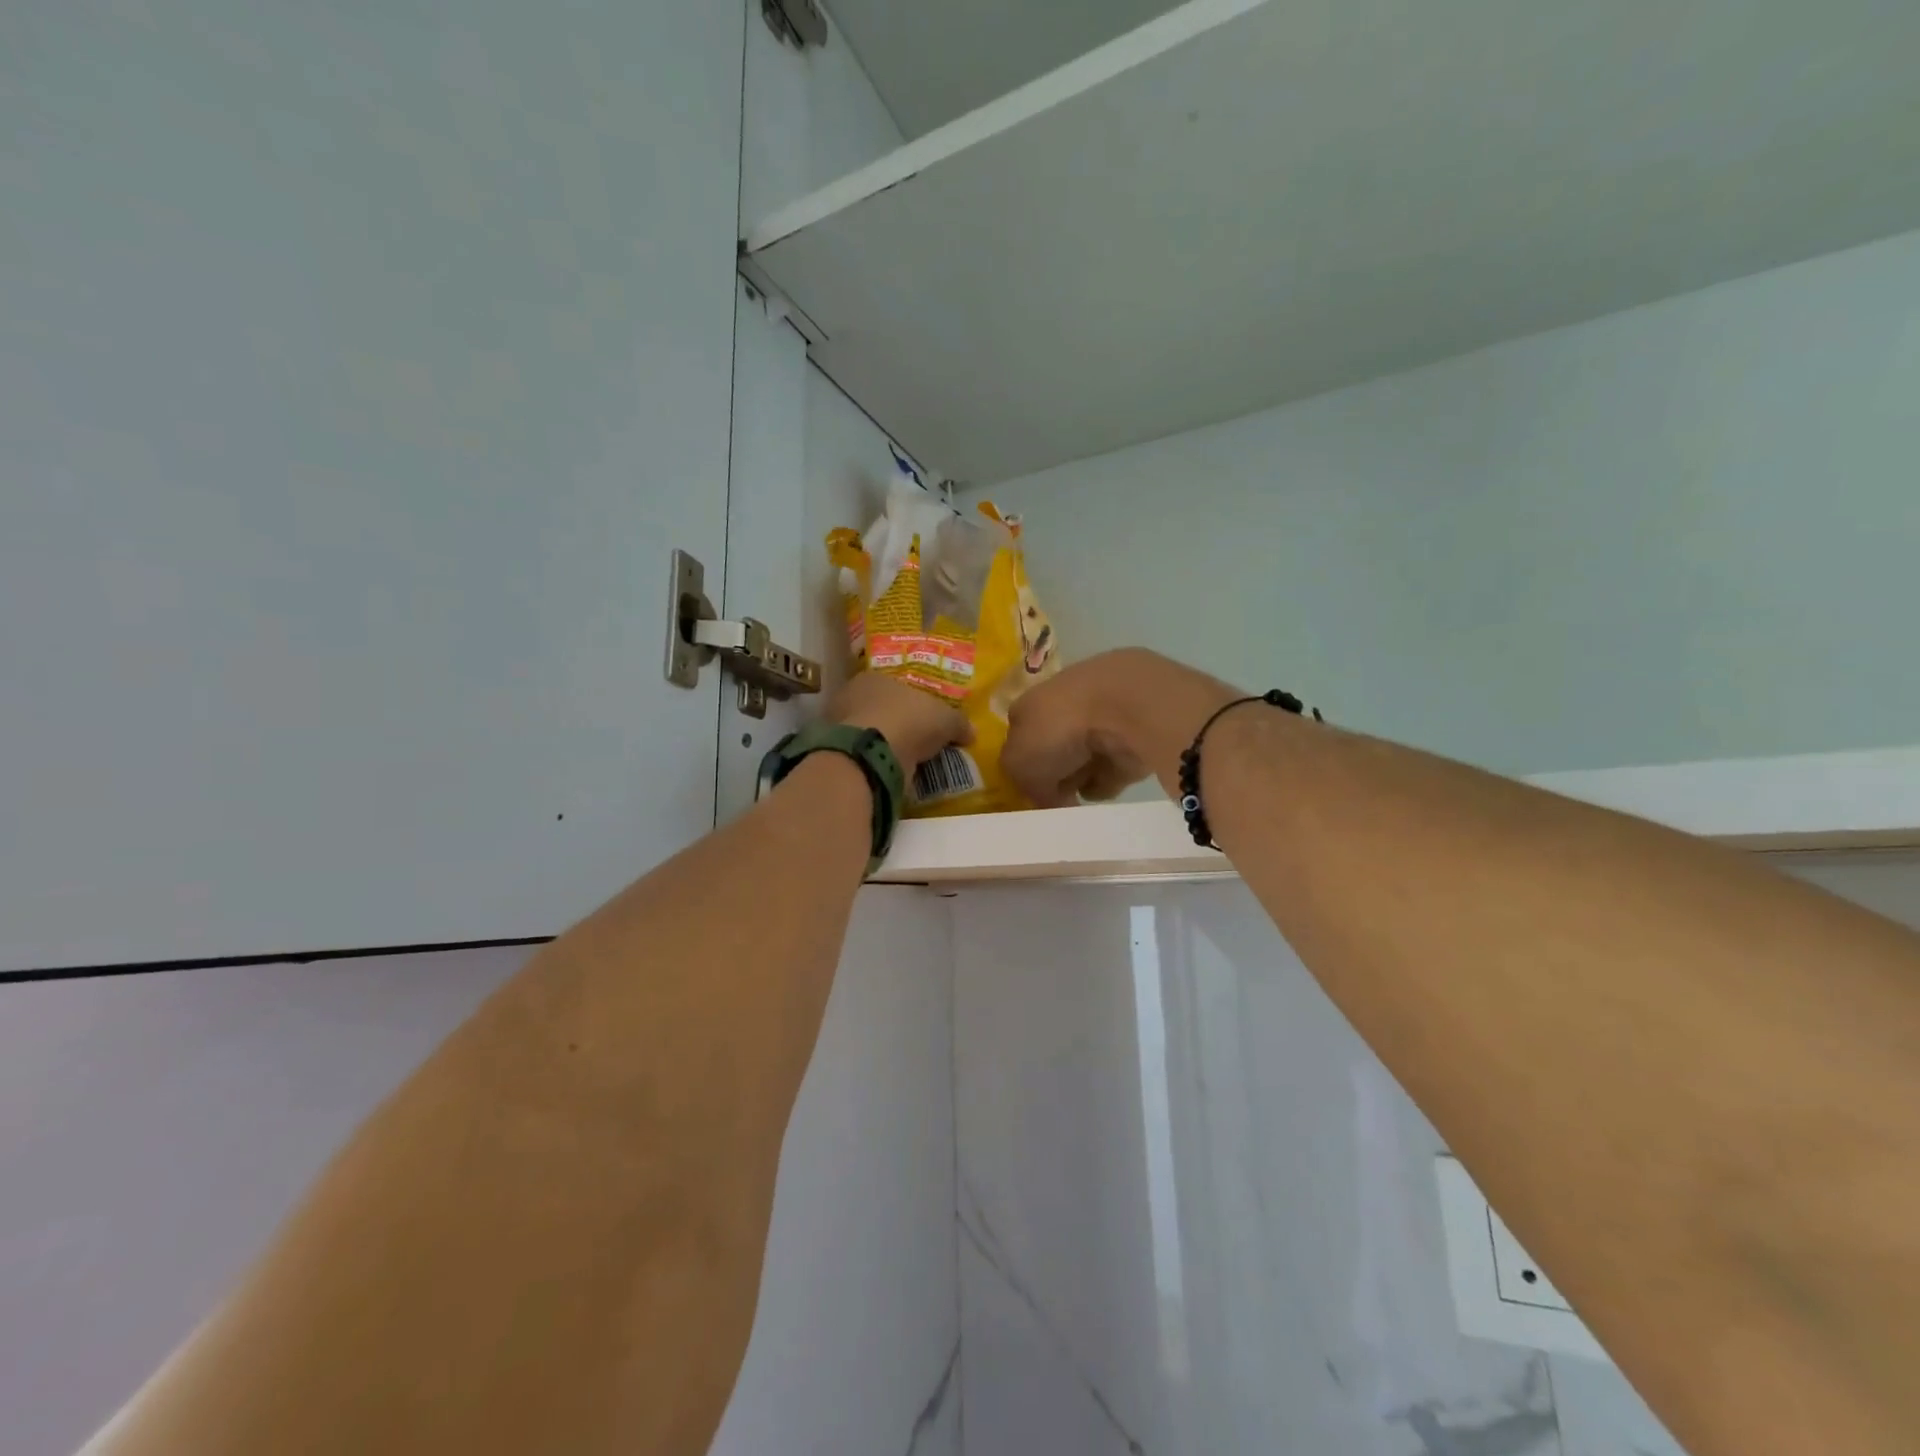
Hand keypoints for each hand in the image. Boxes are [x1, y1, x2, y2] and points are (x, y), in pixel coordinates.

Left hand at [831, 672, 970, 767]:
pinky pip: (864, 755)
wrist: (874, 754)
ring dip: (885, 744)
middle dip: (897, 722)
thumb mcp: (945, 718)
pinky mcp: (839, 755)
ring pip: (869, 733)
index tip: (924, 715)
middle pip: (878, 708)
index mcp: (873, 677)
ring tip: (908, 759)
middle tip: (917, 738)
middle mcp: (851, 697)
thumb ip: (958, 723)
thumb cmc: (909, 719)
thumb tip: (971, 732)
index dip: (910, 700)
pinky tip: (893, 771)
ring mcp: (840, 727)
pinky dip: (877, 762)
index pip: (893, 685)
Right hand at [1002, 649, 1241, 807]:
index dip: (1020, 767)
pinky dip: (1105, 783)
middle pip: (1051, 753)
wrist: (1123, 708)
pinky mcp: (1129, 739)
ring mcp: (1098, 723)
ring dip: (1078, 781)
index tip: (1027, 792)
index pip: (1020, 738)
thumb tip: (1046, 798)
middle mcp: (1062, 710)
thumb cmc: (1057, 729)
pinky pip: (1110, 772)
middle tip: (1052, 800)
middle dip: (1051, 778)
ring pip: (1080, 762)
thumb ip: (1026, 785)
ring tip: (1077, 798)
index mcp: (1030, 706)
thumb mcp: (1019, 765)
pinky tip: (1102, 788)